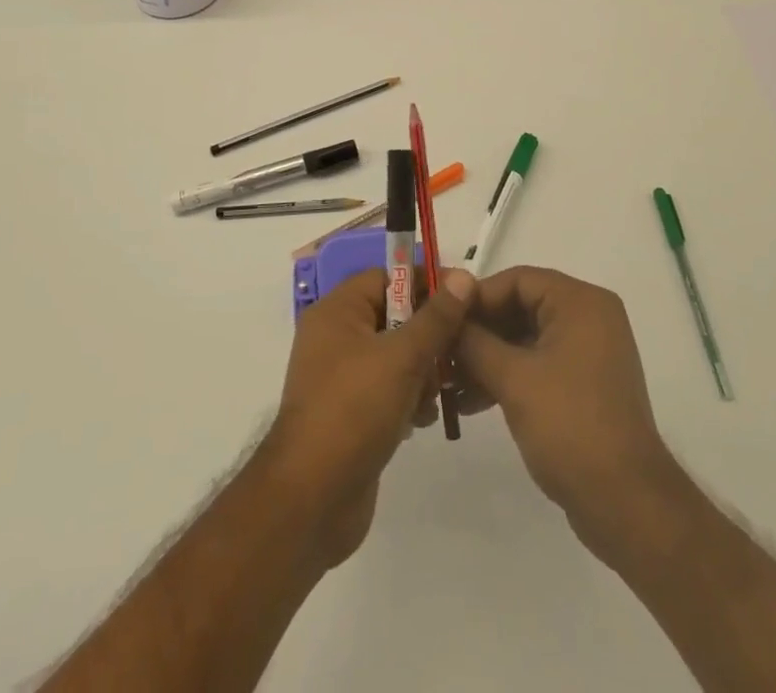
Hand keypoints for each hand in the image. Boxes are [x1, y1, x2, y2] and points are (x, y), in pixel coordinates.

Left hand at [263, 266, 472, 567]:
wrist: (311, 500)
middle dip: (428, 333)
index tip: (463, 298)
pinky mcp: (350, 413)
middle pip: (393, 316)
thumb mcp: (402, 357)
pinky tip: (422, 418)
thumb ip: (436, 317)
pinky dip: (408, 397)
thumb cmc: (354, 411)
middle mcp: (335, 337)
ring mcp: (341, 377)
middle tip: (458, 352)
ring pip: (395, 355)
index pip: (387, 277)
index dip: (425, 283)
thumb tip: (464, 276)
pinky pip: (387, 388)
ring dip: (422, 369)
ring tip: (438, 392)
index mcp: (337, 311)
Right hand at [453, 267, 679, 563]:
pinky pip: (538, 364)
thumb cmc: (570, 426)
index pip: (518, 280)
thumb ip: (474, 341)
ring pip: (526, 338)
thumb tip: (446, 316)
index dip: (477, 296)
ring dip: (488, 357)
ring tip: (448, 382)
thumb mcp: (513, 379)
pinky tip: (472, 401)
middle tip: (440, 349)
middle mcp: (589, 318)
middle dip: (479, 330)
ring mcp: (589, 353)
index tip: (441, 317)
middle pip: (521, 307)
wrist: (626, 504)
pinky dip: (507, 376)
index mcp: (580, 303)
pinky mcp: (585, 385)